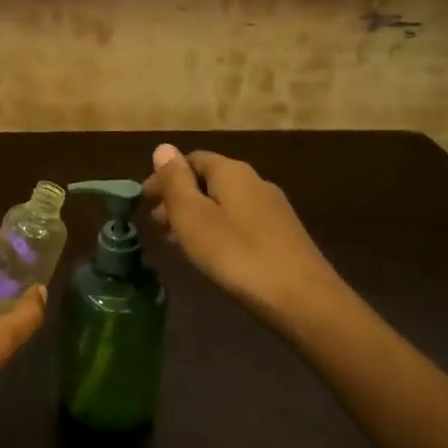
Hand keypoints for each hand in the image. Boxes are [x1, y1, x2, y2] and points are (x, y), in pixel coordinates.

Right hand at [142, 144, 354, 330]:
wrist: (303, 300)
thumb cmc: (236, 254)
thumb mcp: (193, 216)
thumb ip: (175, 181)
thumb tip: (163, 148)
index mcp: (231, 171)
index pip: (191, 159)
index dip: (164, 177)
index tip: (144, 202)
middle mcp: (255, 182)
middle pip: (208, 180)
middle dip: (179, 198)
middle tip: (158, 226)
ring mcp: (273, 209)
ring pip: (224, 203)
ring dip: (196, 216)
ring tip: (178, 243)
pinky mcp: (283, 236)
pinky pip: (240, 222)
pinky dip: (217, 230)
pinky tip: (211, 254)